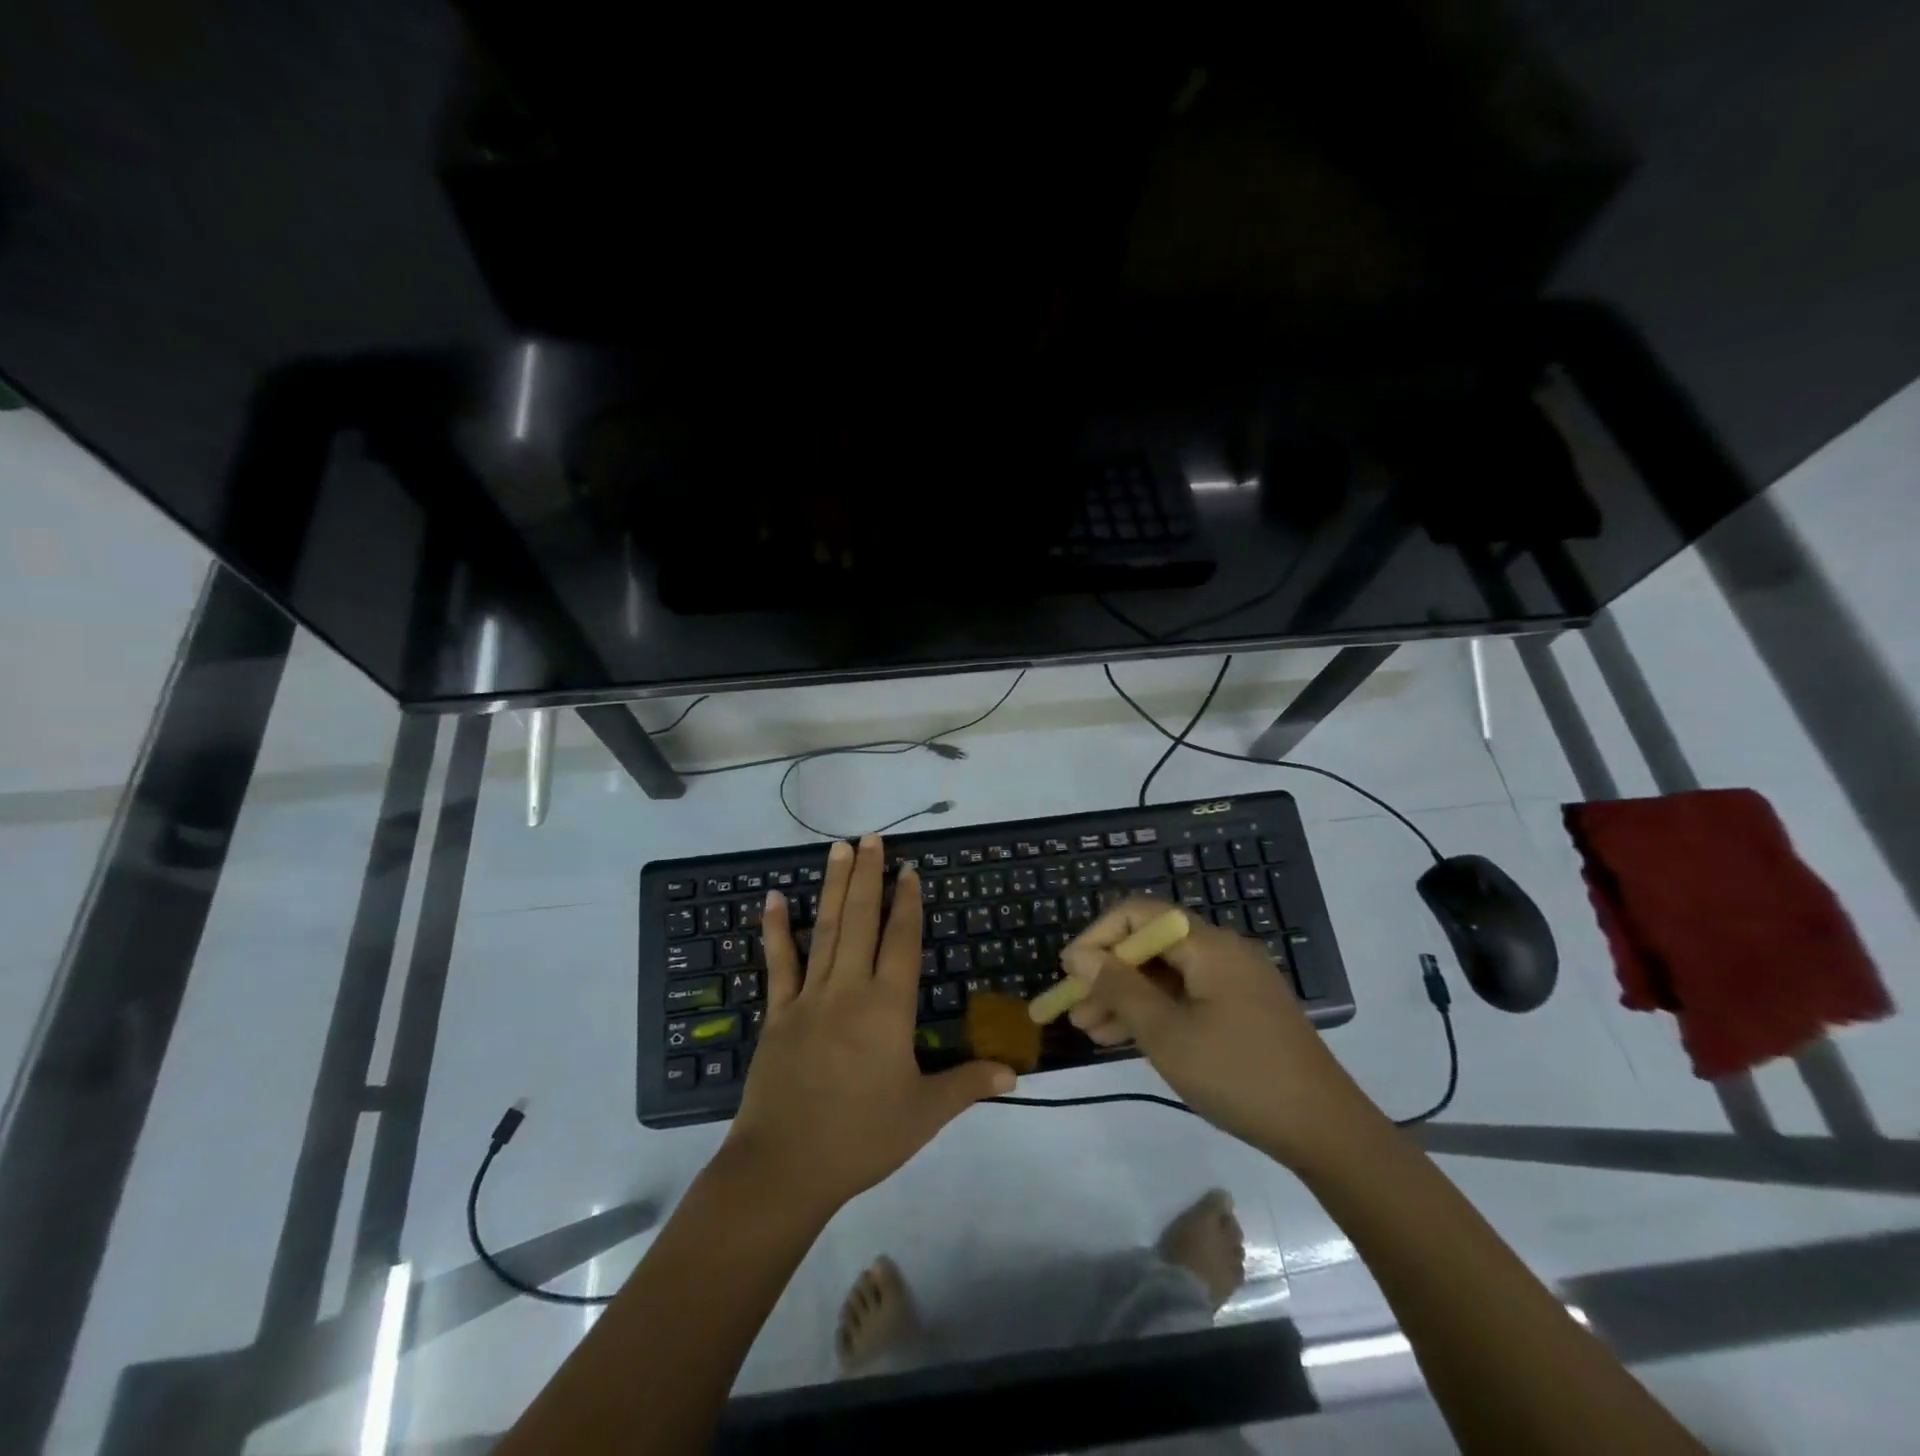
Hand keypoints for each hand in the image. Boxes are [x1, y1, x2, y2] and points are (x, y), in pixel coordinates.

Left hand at [724, 834, 1015, 1215]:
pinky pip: (778, 964)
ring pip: (825, 930)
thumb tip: (1015, 1073)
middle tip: (872, 838)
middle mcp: (849, 989)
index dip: (907, 903)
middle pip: (862, 920)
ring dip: (834, 887)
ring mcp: (809, 998)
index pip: (901, 941)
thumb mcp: (924, 1114)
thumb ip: (968, 1085)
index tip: (909, 870)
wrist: (784, 1167)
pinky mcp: (778, 1014)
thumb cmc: (861, 1138)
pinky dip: (776, 930)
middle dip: (869, 876)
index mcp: (888, 1007)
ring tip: (839, 849)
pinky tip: (773, 899)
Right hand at [1062, 899, 1376, 1165]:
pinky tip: (1125, 1038)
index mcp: (1208, 944)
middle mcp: (1222, 952)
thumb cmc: (1238, 1074)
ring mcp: (1235, 982)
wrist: (1325, 1131)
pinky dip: (1155, 1012)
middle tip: (1073, 1010)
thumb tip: (1080, 956)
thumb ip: (1119, 988)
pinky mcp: (1242, 1010)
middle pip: (1151, 945)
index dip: (1098, 936)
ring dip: (1126, 997)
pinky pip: (1187, 997)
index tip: (1069, 971)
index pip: (1139, 914)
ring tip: (1090, 1031)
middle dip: (1107, 974)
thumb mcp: (1166, 1034)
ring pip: (1166, 975)